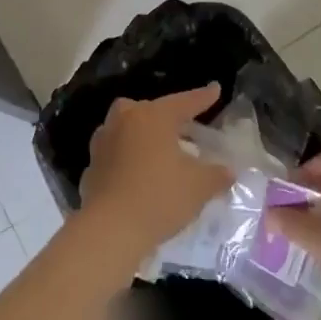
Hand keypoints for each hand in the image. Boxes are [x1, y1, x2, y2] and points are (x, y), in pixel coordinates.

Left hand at [77, 86, 230, 269]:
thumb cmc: (160, 197)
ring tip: (158, 150)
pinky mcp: (91, 167)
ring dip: (142, 135)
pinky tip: (138, 175)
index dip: (202, 98)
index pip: (184, 102)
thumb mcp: (199, 186)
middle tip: (182, 126)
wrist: (110, 229)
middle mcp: (125, 121)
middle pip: (148, 110)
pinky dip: (127, 159)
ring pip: (126, 129)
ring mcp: (103, 143)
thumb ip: (216, 175)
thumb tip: (228, 171)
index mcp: (153, 117)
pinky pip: (115, 155)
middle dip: (166, 115)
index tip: (215, 90)